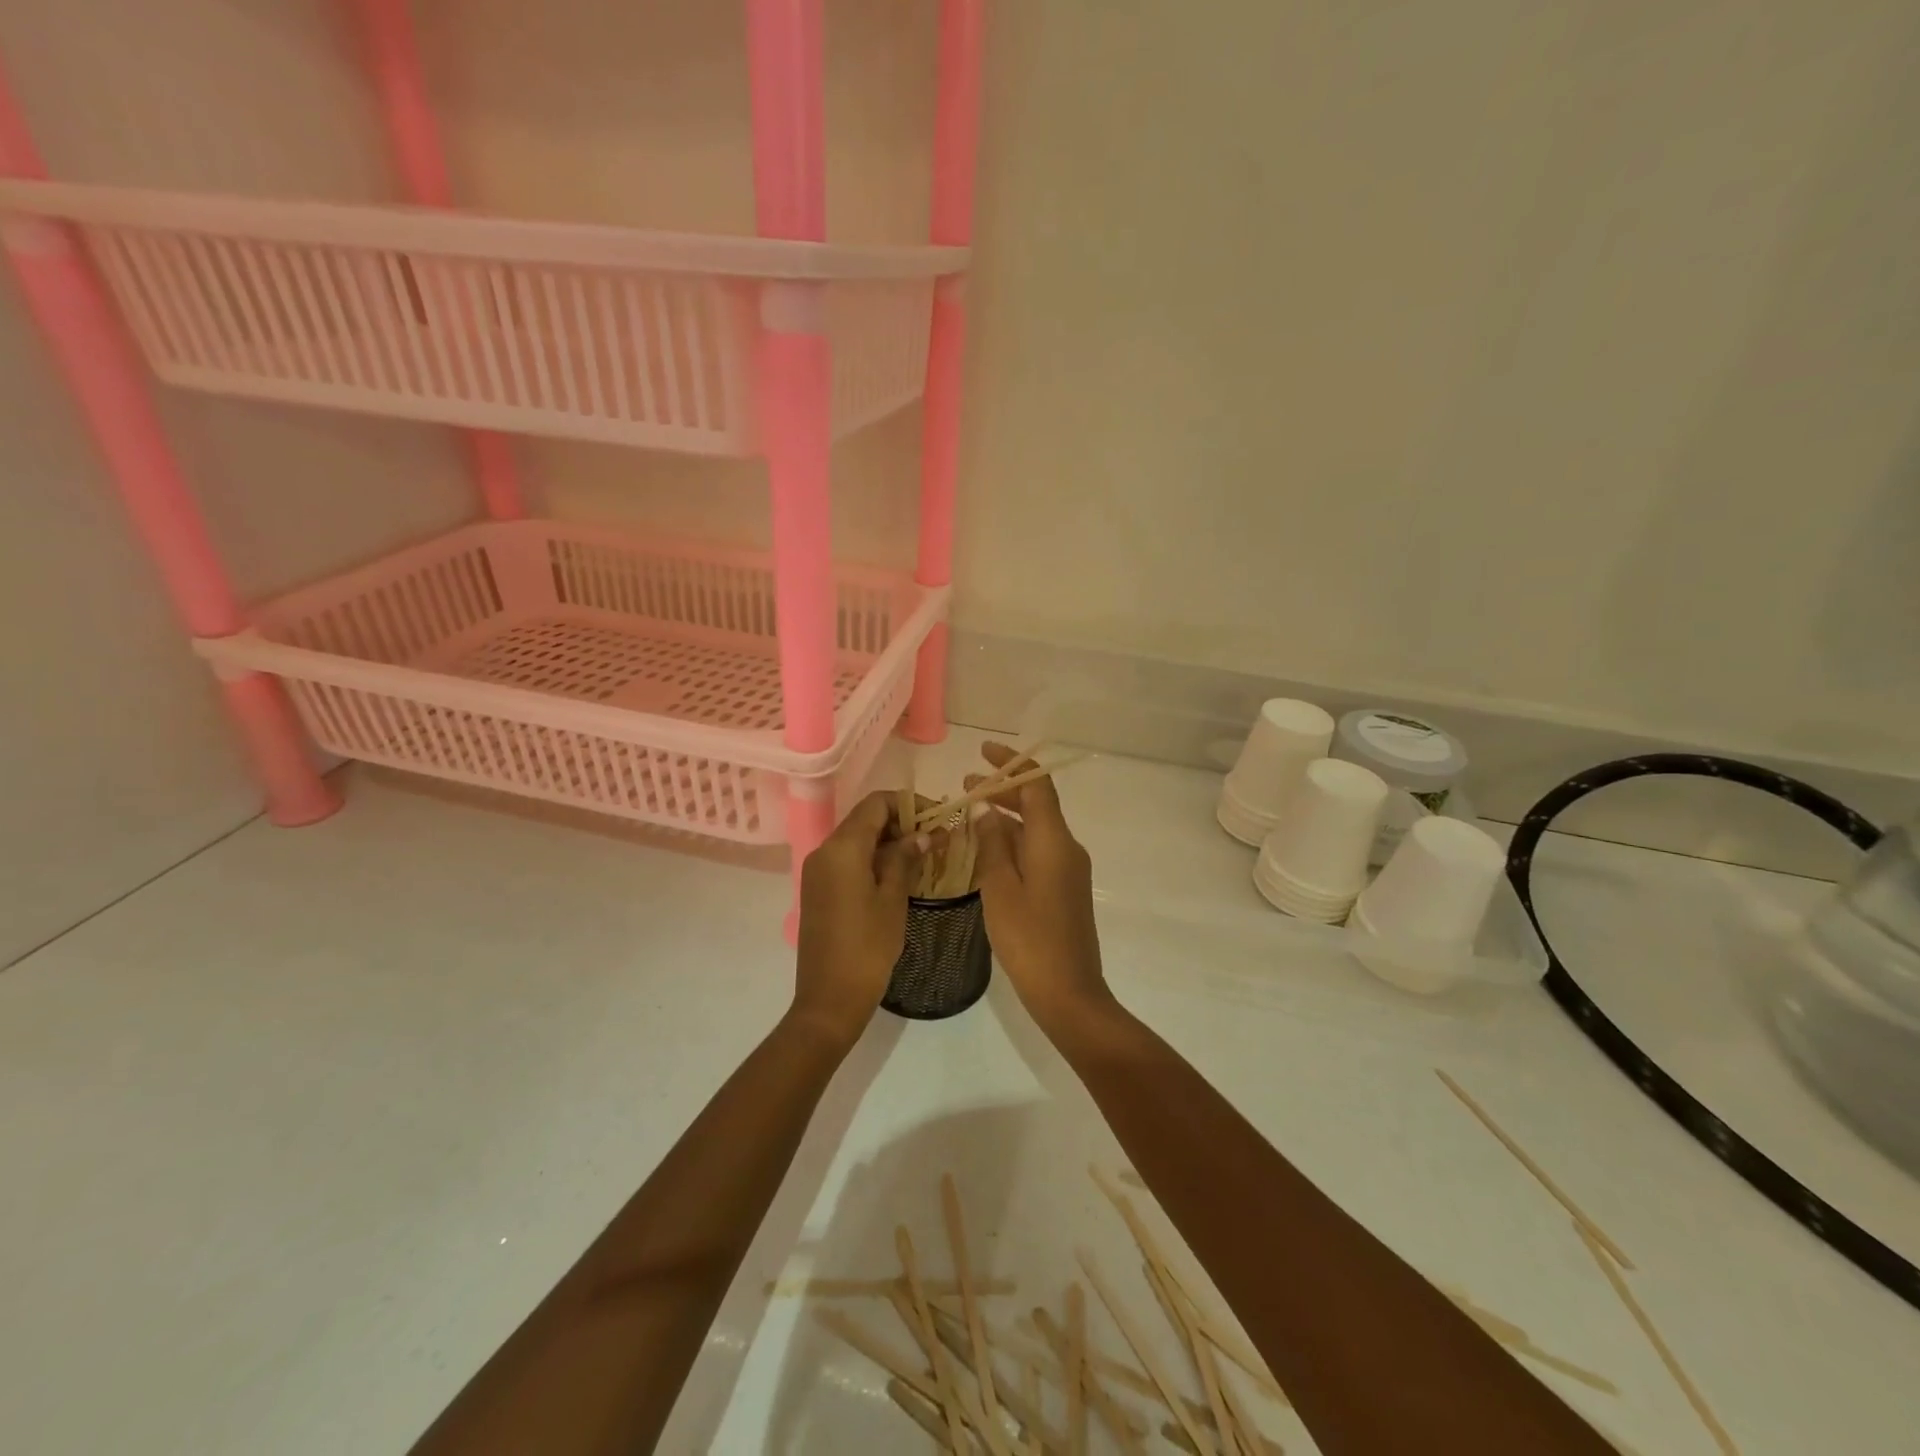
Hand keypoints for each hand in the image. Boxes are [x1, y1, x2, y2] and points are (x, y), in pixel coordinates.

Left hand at [793, 791, 924, 1043]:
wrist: (829, 998)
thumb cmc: (867, 946)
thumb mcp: (893, 899)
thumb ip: (905, 858)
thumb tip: (922, 834)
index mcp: (842, 847)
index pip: (876, 803)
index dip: (908, 804)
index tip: (937, 818)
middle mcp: (824, 851)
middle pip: (865, 819)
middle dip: (901, 823)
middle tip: (935, 839)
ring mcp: (817, 871)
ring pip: (857, 840)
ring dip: (888, 841)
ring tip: (922, 857)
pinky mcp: (818, 890)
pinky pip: (847, 860)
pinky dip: (873, 859)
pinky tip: (899, 876)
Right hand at [970, 742, 1116, 1036]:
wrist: (1069, 992)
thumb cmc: (1029, 939)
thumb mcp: (1000, 888)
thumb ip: (992, 843)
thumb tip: (986, 808)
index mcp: (1053, 841)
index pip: (1037, 784)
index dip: (1012, 764)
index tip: (983, 753)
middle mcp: (1067, 847)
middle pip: (1038, 804)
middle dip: (1005, 789)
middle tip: (966, 787)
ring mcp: (1069, 870)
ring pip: (1037, 828)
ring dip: (1007, 816)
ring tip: (970, 815)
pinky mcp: (1065, 889)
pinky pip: (1039, 850)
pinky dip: (1014, 841)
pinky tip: (988, 851)